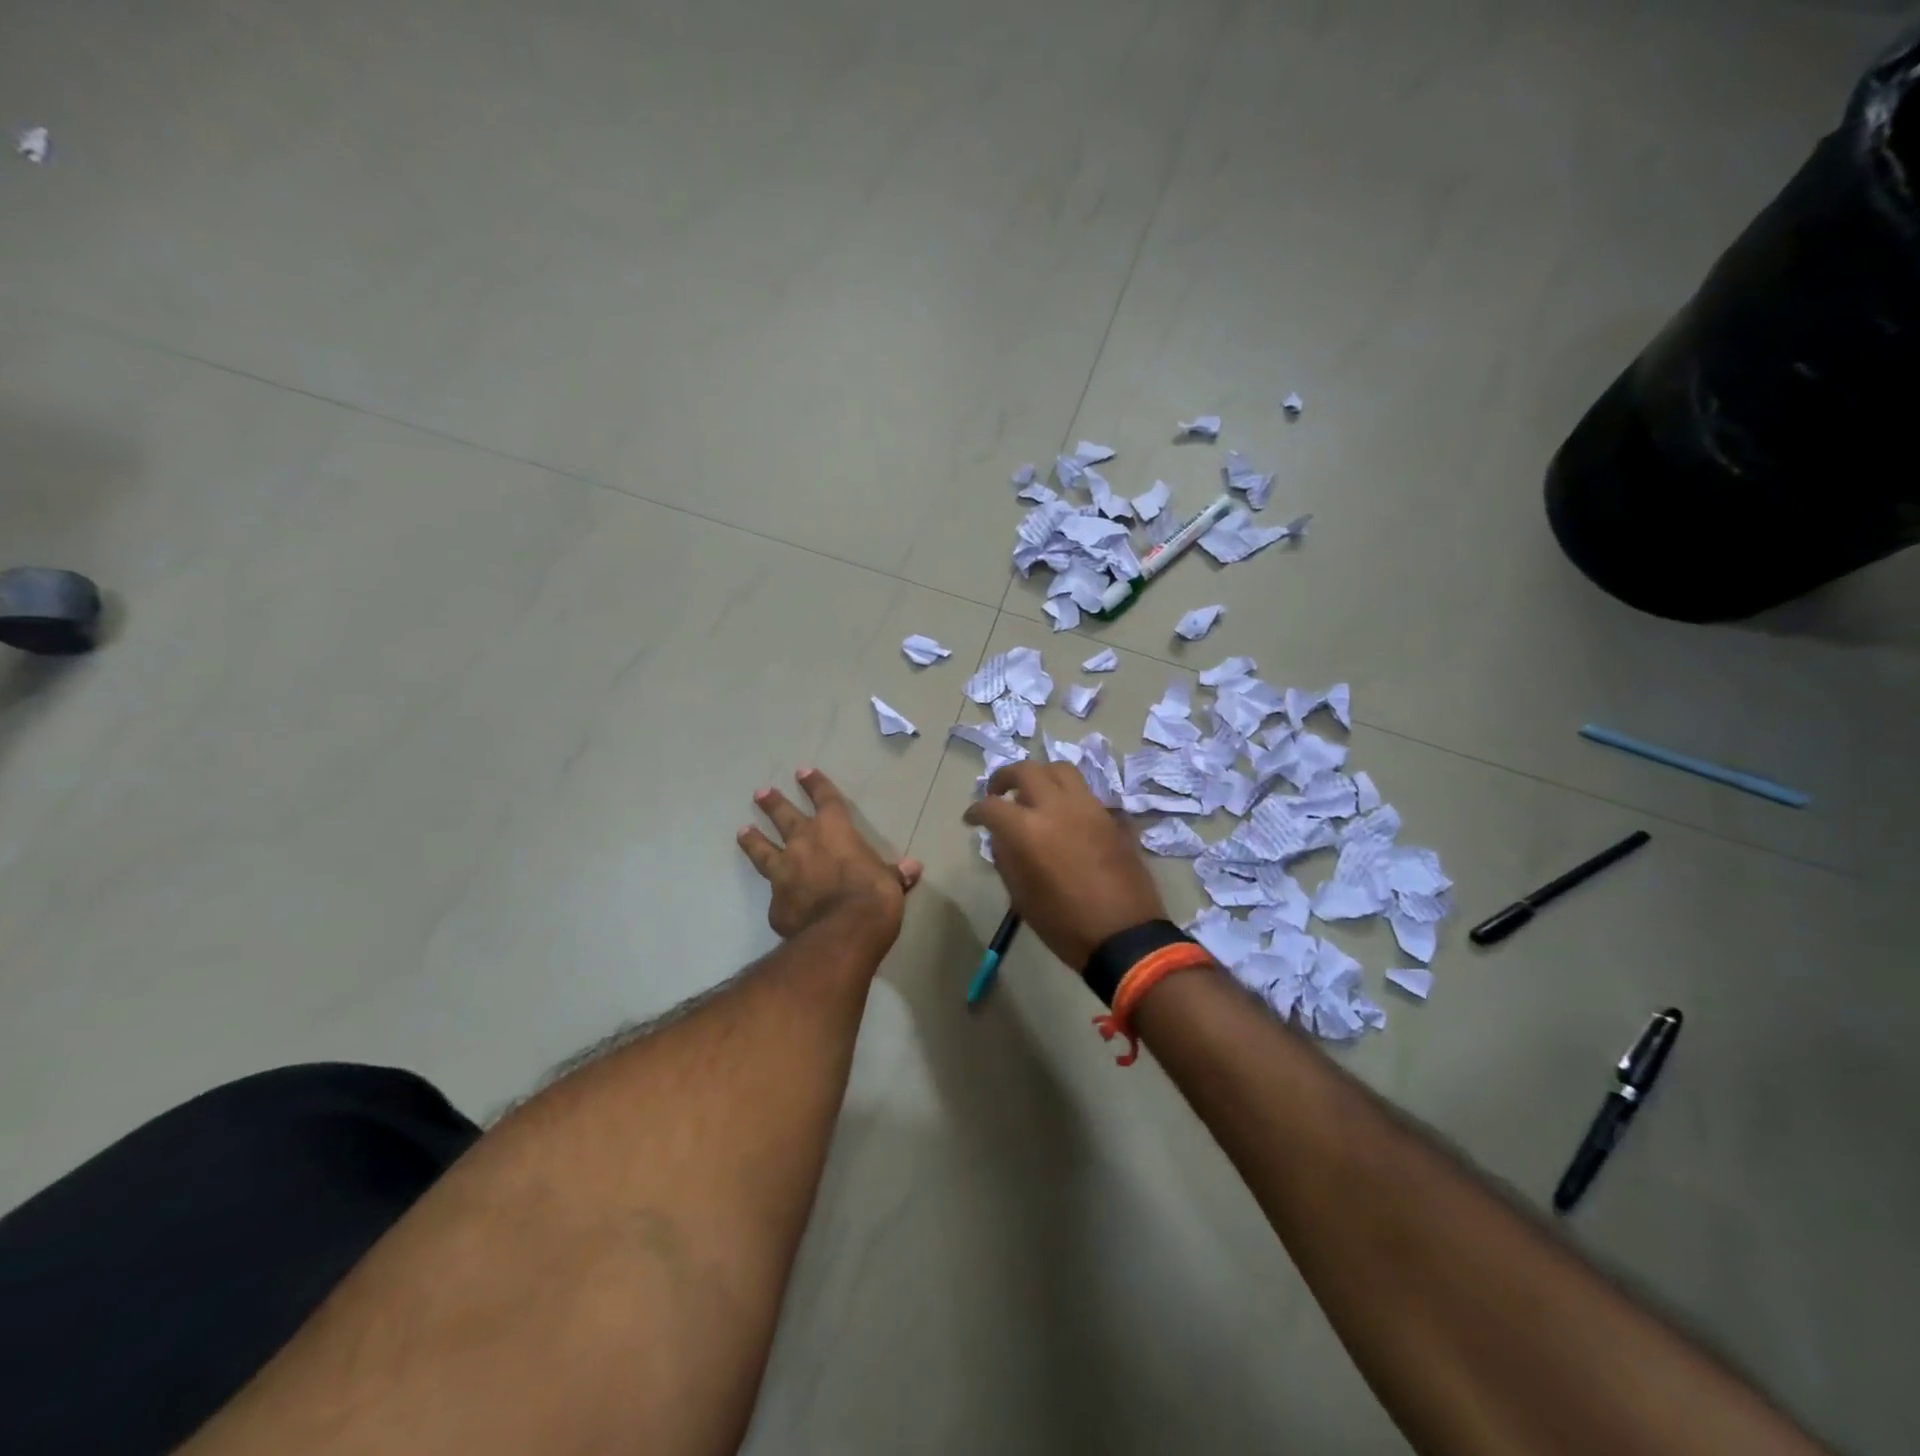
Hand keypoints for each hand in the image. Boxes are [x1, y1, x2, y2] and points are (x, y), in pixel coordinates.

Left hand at [738, 768, 922, 950]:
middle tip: (761, 793)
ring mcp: (784, 874)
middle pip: (784, 816)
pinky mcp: (776, 904)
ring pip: (763, 850)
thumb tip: (913, 868)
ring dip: (753, 840)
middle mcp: (804, 844)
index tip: (803, 772)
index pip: (826, 799)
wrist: (843, 932)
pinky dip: (776, 894)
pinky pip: (775, 896)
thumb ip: (895, 874)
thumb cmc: (874, 896)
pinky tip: (775, 899)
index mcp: (835, 831)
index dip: (816, 785)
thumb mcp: (891, 883)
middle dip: (773, 803)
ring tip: (742, 832)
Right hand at [963, 762, 1168, 969]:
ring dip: (1040, 775)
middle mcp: (1057, 807)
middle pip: (1026, 770)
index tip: (971, 819)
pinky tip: (1063, 814)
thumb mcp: (1021, 897)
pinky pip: (1084, 792)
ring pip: (1060, 769)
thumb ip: (1006, 858)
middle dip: (1005, 777)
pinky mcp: (1110, 816)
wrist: (1124, 935)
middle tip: (998, 793)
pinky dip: (1066, 794)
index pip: (992, 805)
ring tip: (1032, 793)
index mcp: (1028, 830)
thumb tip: (1001, 837)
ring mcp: (1088, 807)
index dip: (976, 811)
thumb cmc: (1064, 924)